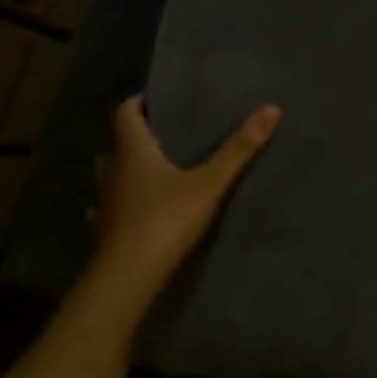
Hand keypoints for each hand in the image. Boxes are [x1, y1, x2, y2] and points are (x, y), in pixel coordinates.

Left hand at [93, 96, 280, 298]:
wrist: (127, 280)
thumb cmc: (166, 220)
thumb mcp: (211, 182)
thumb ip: (239, 148)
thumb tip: (271, 108)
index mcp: (133, 152)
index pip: (125, 113)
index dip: (138, 102)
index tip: (157, 97)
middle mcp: (113, 172)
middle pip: (117, 144)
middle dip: (136, 136)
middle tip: (164, 134)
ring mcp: (105, 204)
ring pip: (111, 177)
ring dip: (126, 170)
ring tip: (154, 170)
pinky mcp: (104, 233)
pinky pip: (111, 209)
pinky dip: (122, 204)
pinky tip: (136, 211)